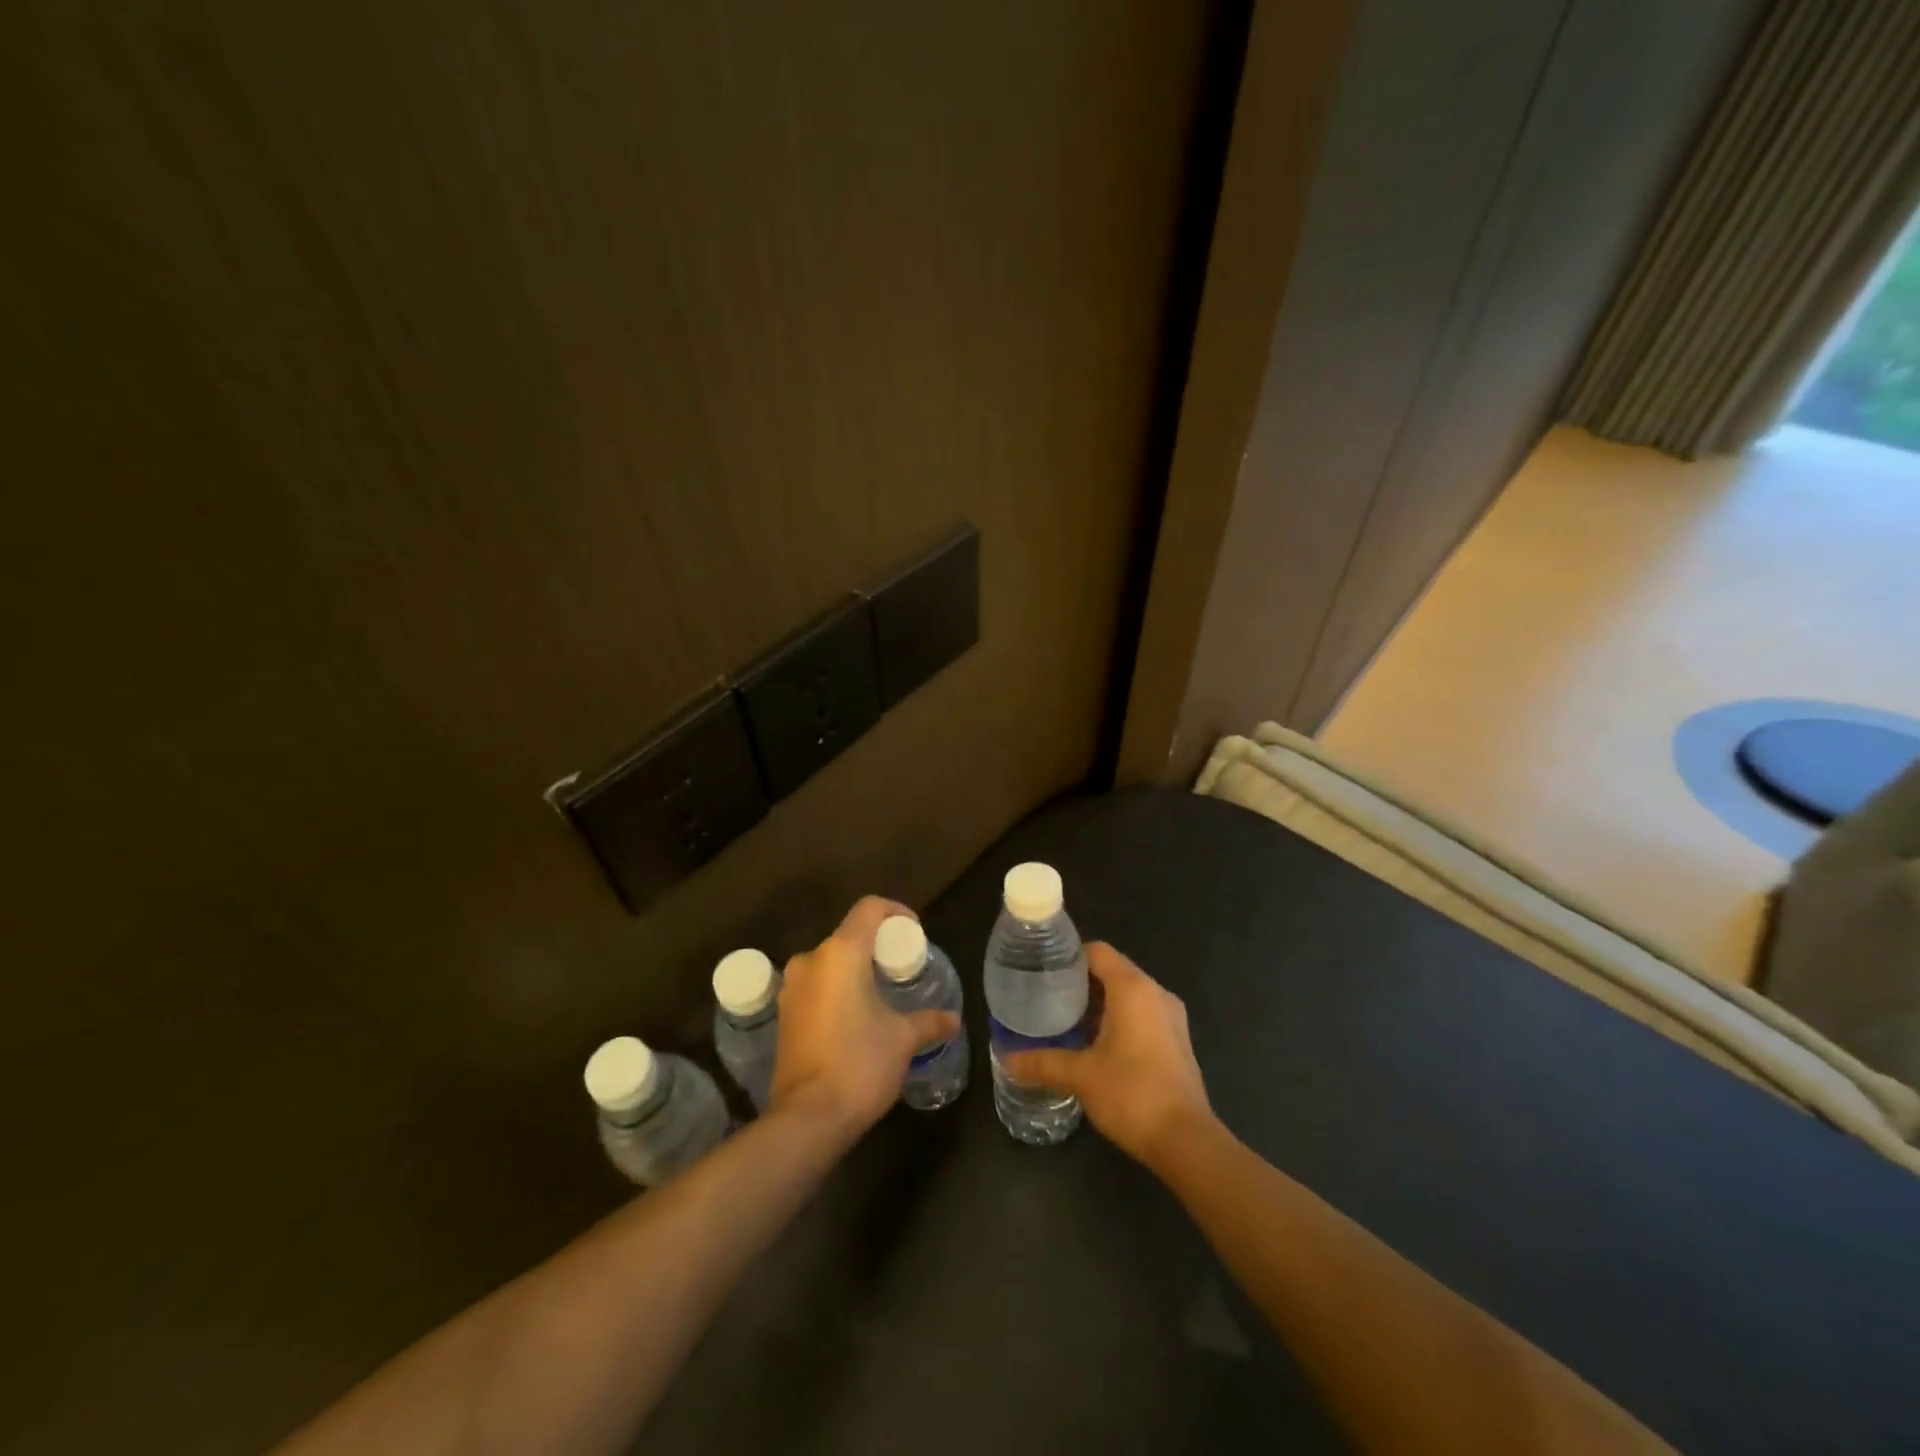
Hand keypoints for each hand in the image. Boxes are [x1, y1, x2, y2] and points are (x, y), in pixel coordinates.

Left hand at [768, 896, 960, 1139]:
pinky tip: (856, 1017)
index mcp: (841, 953)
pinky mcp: (784, 1013)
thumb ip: (929, 1021)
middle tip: (902, 969)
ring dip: (856, 969)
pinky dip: (837, 989)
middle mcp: (811, 960)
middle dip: (877, 946)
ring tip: (882, 994)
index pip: (870, 908)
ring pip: (830, 961)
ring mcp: (792, 987)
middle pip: (849, 935)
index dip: (896, 911)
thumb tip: (954, 1019)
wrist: (807, 1119)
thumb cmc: (859, 1065)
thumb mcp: (903, 1039)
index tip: (914, 933)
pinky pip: (816, 985)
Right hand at [1004, 943, 1211, 1168]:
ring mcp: (1171, 1017)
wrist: (1186, 1141)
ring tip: (1068, 1021)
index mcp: (1133, 988)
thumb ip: (1043, 1062)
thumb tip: (1006, 1059)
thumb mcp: (1080, 1076)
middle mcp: (1156, 993)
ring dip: (1101, 1002)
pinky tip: (1097, 1044)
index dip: (1070, 957)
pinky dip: (1120, 1019)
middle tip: (1048, 998)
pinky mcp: (1178, 1040)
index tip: (1044, 973)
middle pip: (1114, 970)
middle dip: (1082, 982)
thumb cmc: (1132, 1094)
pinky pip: (1143, 1014)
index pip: (1098, 952)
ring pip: (1130, 994)